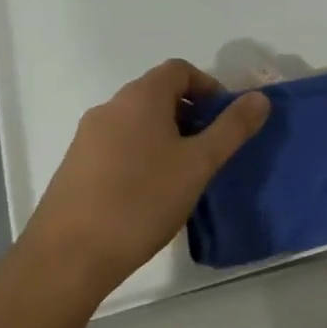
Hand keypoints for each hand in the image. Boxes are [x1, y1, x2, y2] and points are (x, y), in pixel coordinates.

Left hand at [24, 60, 268, 287]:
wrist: (68, 257)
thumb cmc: (142, 201)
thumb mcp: (199, 164)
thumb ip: (232, 128)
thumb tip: (259, 98)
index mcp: (140, 98)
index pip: (179, 70)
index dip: (208, 87)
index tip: (225, 119)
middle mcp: (110, 108)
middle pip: (158, 94)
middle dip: (190, 114)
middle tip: (210, 150)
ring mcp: (87, 138)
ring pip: (137, 122)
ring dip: (166, 136)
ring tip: (184, 175)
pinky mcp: (75, 167)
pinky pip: (118, 145)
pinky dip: (142, 155)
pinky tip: (150, 193)